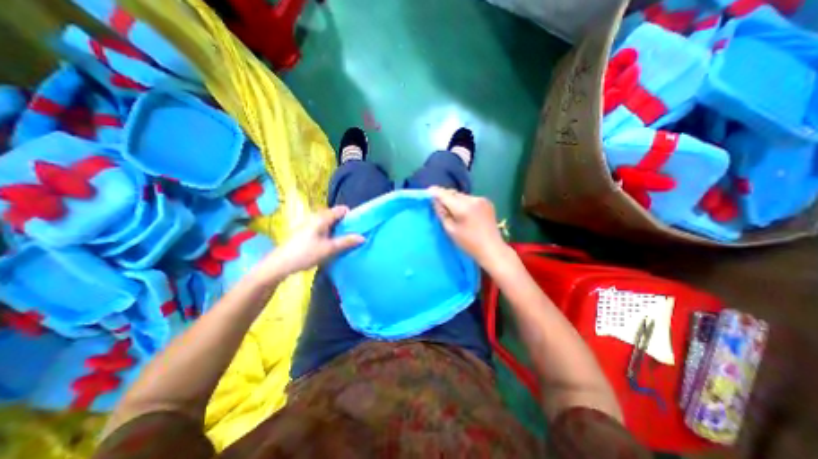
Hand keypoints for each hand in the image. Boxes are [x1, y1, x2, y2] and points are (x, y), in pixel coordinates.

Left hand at [252, 205, 360, 279]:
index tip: (357, 227)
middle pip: (336, 216)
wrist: (280, 264)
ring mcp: (311, 224)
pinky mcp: (307, 231)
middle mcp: (316, 217)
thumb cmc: (305, 253)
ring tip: (344, 242)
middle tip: (352, 237)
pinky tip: (331, 245)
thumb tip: (363, 237)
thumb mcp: (329, 249)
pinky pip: (324, 228)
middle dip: (346, 225)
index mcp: (322, 217)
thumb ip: (346, 242)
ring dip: (338, 230)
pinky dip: (330, 234)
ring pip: (330, 223)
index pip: (342, 209)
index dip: (351, 216)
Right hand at [430, 186, 508, 267]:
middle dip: (445, 197)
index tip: (428, 191)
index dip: (436, 192)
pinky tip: (465, 212)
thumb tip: (436, 201)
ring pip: (462, 196)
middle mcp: (473, 199)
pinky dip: (464, 203)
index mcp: (463, 207)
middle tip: (439, 204)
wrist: (492, 249)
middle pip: (454, 193)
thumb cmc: (469, 243)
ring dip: (455, 200)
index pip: (445, 194)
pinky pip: (470, 199)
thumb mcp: (450, 230)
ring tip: (452, 210)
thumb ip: (442, 213)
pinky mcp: (487, 202)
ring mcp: (482, 199)